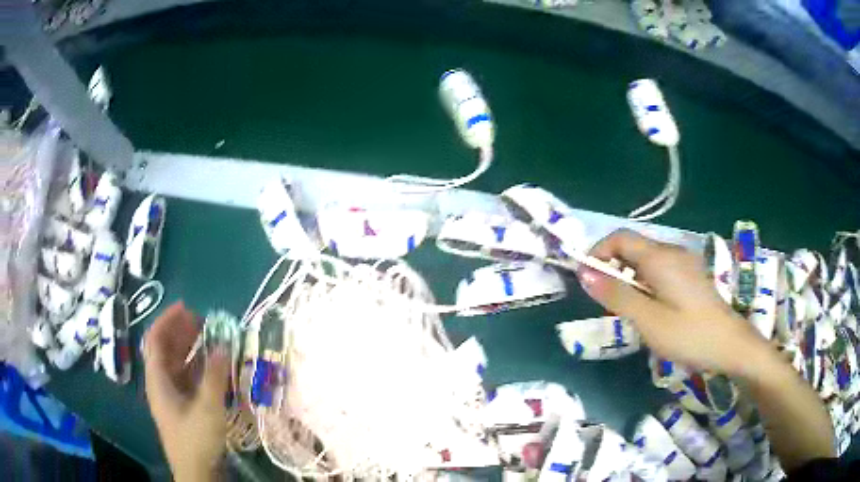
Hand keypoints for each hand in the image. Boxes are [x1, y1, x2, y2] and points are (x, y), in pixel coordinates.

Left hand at [143, 302, 228, 480]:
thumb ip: (215, 375)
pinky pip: (188, 378)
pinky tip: (212, 364)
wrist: (197, 473)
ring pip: (177, 363)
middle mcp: (161, 383)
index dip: (167, 320)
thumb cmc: (196, 439)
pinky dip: (198, 366)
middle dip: (180, 331)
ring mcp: (172, 395)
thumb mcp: (207, 408)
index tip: (186, 307)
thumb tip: (224, 344)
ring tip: (208, 336)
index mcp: (158, 379)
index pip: (155, 339)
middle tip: (202, 320)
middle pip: (165, 349)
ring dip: (190, 347)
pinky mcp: (184, 406)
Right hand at [577, 229, 767, 375]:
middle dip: (613, 268)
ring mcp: (684, 263)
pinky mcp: (691, 276)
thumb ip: (617, 295)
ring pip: (646, 261)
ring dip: (629, 278)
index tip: (587, 280)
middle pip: (633, 247)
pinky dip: (645, 283)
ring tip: (628, 311)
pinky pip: (660, 270)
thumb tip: (584, 273)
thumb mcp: (648, 320)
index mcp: (660, 257)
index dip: (598, 252)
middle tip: (606, 303)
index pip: (619, 238)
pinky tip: (651, 310)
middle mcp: (672, 252)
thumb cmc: (689, 334)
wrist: (731, 345)